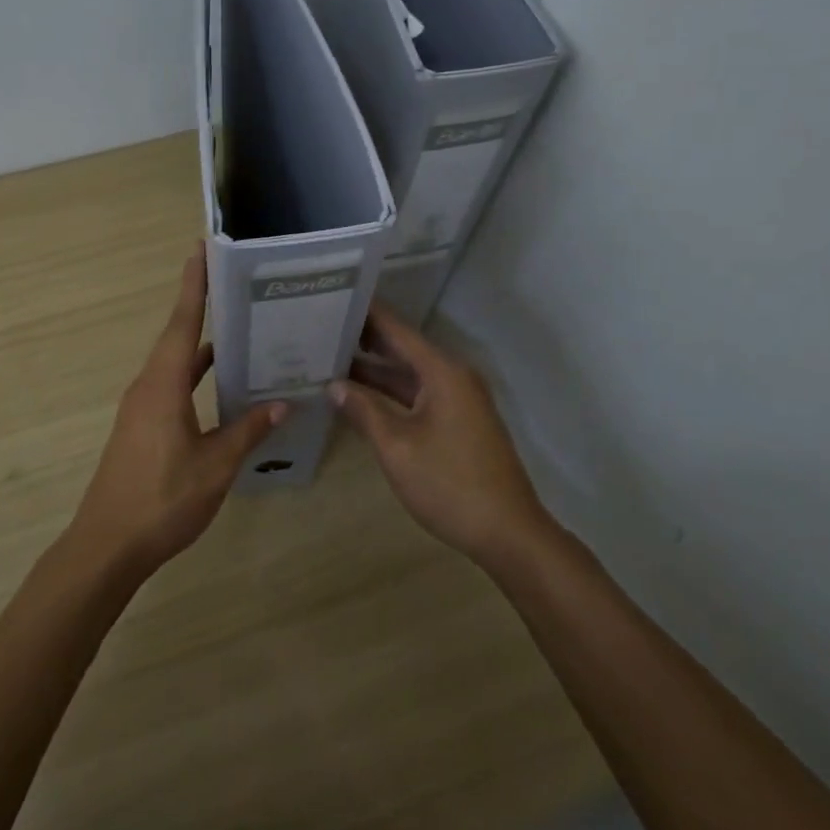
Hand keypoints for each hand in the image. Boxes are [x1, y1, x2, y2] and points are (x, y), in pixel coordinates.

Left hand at [68, 250, 285, 576]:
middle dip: (202, 308)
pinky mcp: (141, 427)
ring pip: (175, 364)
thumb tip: (282, 403)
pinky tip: (220, 385)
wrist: (108, 546)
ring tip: (239, 330)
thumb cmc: (162, 500)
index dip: (194, 286)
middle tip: (236, 285)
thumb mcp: (215, 466)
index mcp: (163, 386)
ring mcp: (141, 408)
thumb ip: (248, 431)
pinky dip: (195, 376)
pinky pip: (172, 386)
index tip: (201, 250)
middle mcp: (148, 387)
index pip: (182, 323)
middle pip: (177, 337)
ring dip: (201, 345)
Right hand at [330, 303, 545, 566]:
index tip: (335, 297)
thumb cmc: (449, 484)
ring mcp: (458, 400)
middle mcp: (452, 377)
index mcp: (442, 371)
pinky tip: (359, 396)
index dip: (366, 313)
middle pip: (403, 348)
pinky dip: (390, 393)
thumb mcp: (397, 447)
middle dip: (364, 340)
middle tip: (321, 328)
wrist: (507, 533)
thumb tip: (333, 385)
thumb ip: (363, 410)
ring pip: (409, 375)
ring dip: (374, 370)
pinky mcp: (458, 422)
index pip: (397, 329)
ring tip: (329, 359)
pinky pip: (417, 395)